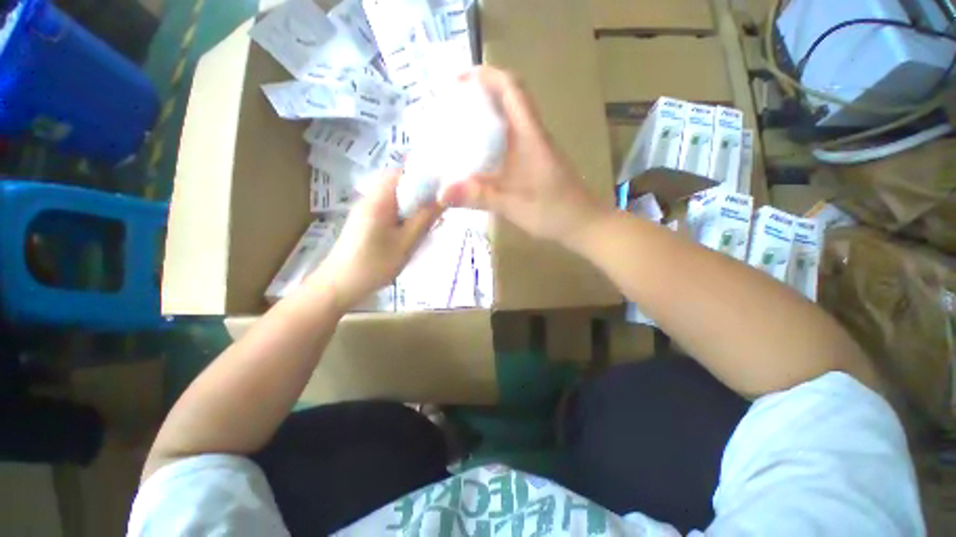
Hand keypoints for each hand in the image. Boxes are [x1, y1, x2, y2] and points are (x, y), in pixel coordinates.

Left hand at [308, 170, 442, 310]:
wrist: (340, 286)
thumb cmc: (374, 264)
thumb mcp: (406, 242)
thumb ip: (425, 218)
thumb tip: (444, 198)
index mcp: (379, 198)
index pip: (403, 172)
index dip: (425, 176)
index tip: (443, 190)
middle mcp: (371, 198)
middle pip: (400, 184)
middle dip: (422, 193)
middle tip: (439, 208)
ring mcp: (367, 209)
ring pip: (397, 197)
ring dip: (414, 205)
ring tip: (430, 220)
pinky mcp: (367, 221)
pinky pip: (390, 209)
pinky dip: (405, 214)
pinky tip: (413, 230)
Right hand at [439, 67, 610, 246]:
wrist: (584, 224)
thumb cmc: (553, 211)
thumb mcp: (513, 205)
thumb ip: (479, 197)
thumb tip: (441, 193)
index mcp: (530, 135)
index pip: (511, 88)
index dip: (485, 76)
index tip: (457, 81)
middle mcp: (532, 135)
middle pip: (507, 99)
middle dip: (479, 96)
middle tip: (450, 109)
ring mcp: (535, 149)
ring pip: (508, 121)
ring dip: (485, 118)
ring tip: (457, 130)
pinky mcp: (534, 162)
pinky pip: (510, 141)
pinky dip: (491, 140)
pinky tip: (478, 158)